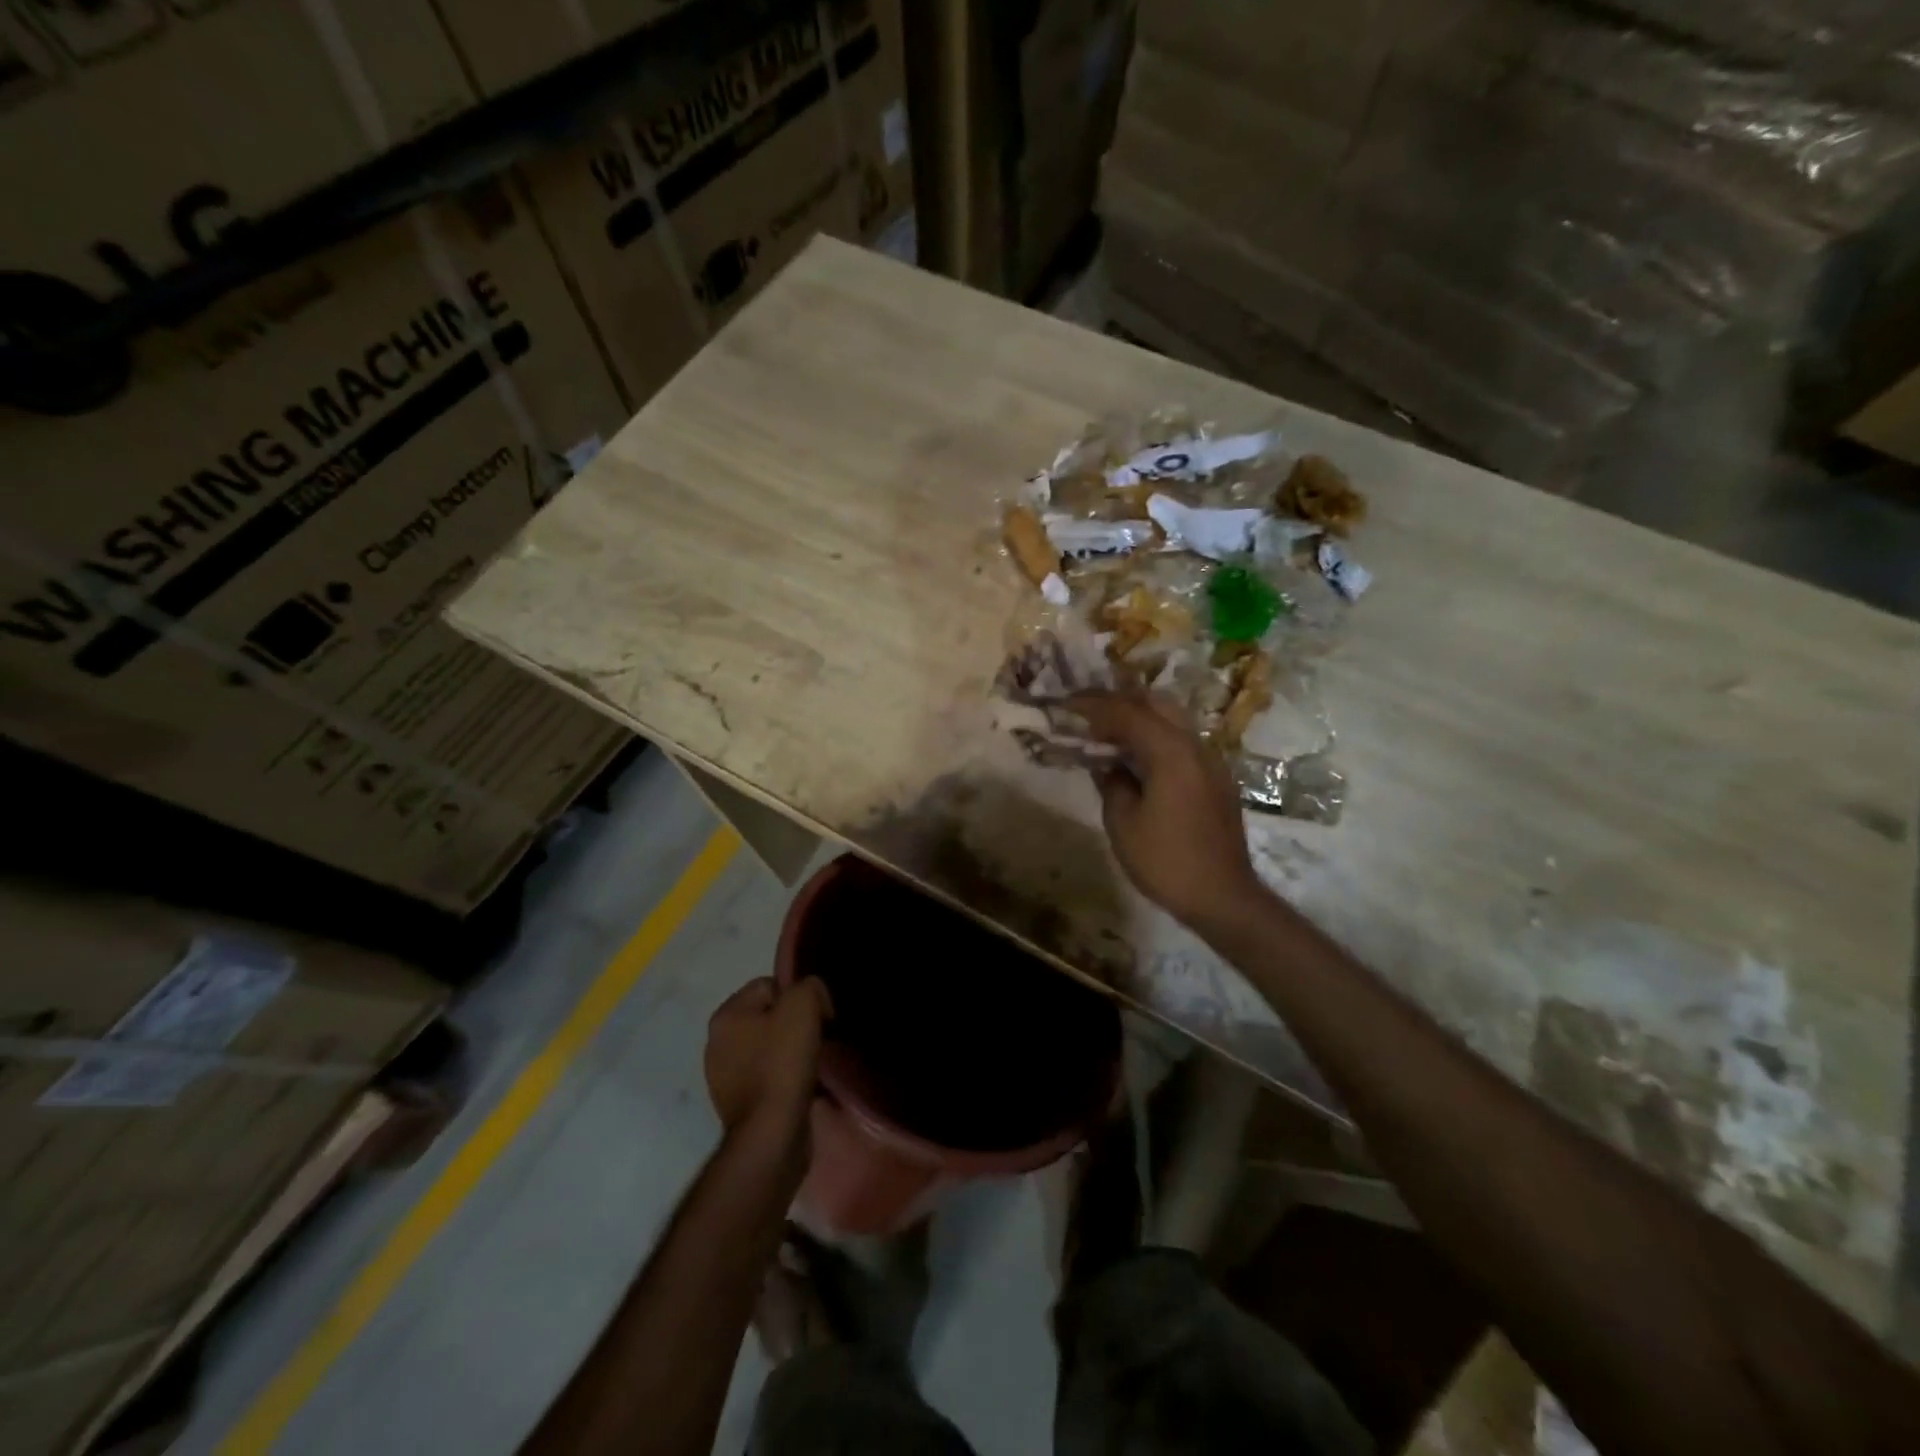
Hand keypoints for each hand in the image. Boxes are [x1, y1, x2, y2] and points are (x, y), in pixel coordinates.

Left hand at [705, 977, 832, 1139]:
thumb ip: (809, 986)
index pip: (769, 985)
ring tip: (812, 1063)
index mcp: (725, 1016)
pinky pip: (768, 1076)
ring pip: (769, 1047)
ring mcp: (724, 1077)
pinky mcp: (738, 1104)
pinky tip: (802, 1085)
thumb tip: (813, 1000)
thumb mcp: (803, 1006)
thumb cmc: (783, 1063)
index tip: (818, 1016)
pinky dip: (785, 1077)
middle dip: (794, 1024)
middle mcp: (717, 1043)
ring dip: (791, 1051)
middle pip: (768, 1017)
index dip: (799, 996)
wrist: (772, 1133)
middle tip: (817, 1038)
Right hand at [1068, 691, 1263, 928]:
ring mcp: (1211, 762)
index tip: (1068, 704)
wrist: (1222, 897)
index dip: (1094, 705)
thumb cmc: (1166, 860)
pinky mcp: (1217, 780)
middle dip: (1121, 702)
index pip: (1127, 713)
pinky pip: (1183, 743)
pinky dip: (1157, 738)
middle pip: (1157, 704)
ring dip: (1141, 719)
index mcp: (1171, 752)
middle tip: (1090, 713)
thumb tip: (1108, 765)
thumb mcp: (1122, 822)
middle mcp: (1196, 746)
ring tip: (1110, 734)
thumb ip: (1112, 783)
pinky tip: (1139, 760)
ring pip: (1174, 721)